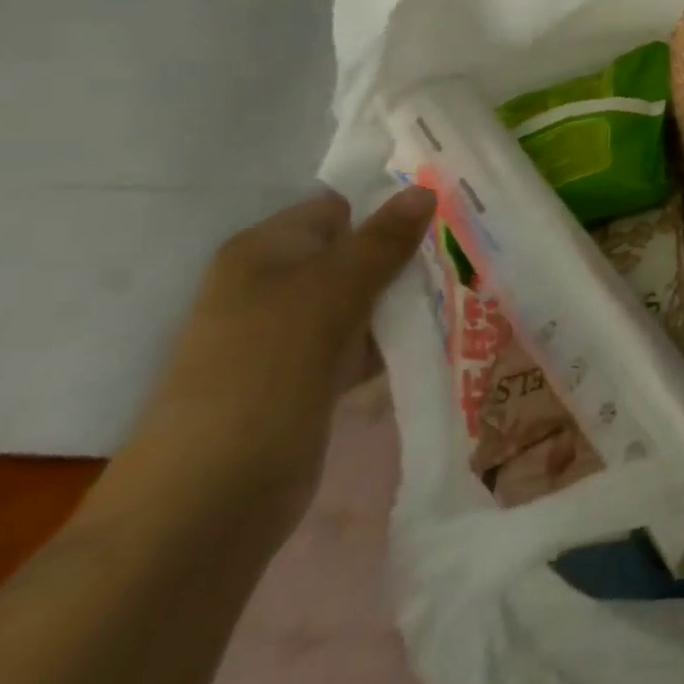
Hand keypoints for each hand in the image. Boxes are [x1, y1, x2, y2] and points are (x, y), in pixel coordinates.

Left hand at [125, 185, 437, 534]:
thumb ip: (382, 240)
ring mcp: (291, 335)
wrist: (213, 493)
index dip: (390, 204)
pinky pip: (363, 340)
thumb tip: (424, 190)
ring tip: (468, 286)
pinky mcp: (309, 376)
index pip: (338, 207)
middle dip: (408, 252)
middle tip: (469, 249)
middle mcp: (275, 285)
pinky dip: (395, 337)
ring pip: (364, 298)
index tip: (449, 210)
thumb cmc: (268, 369)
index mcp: (265, 251)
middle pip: (355, 252)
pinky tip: (440, 332)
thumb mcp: (333, 291)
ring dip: (407, 297)